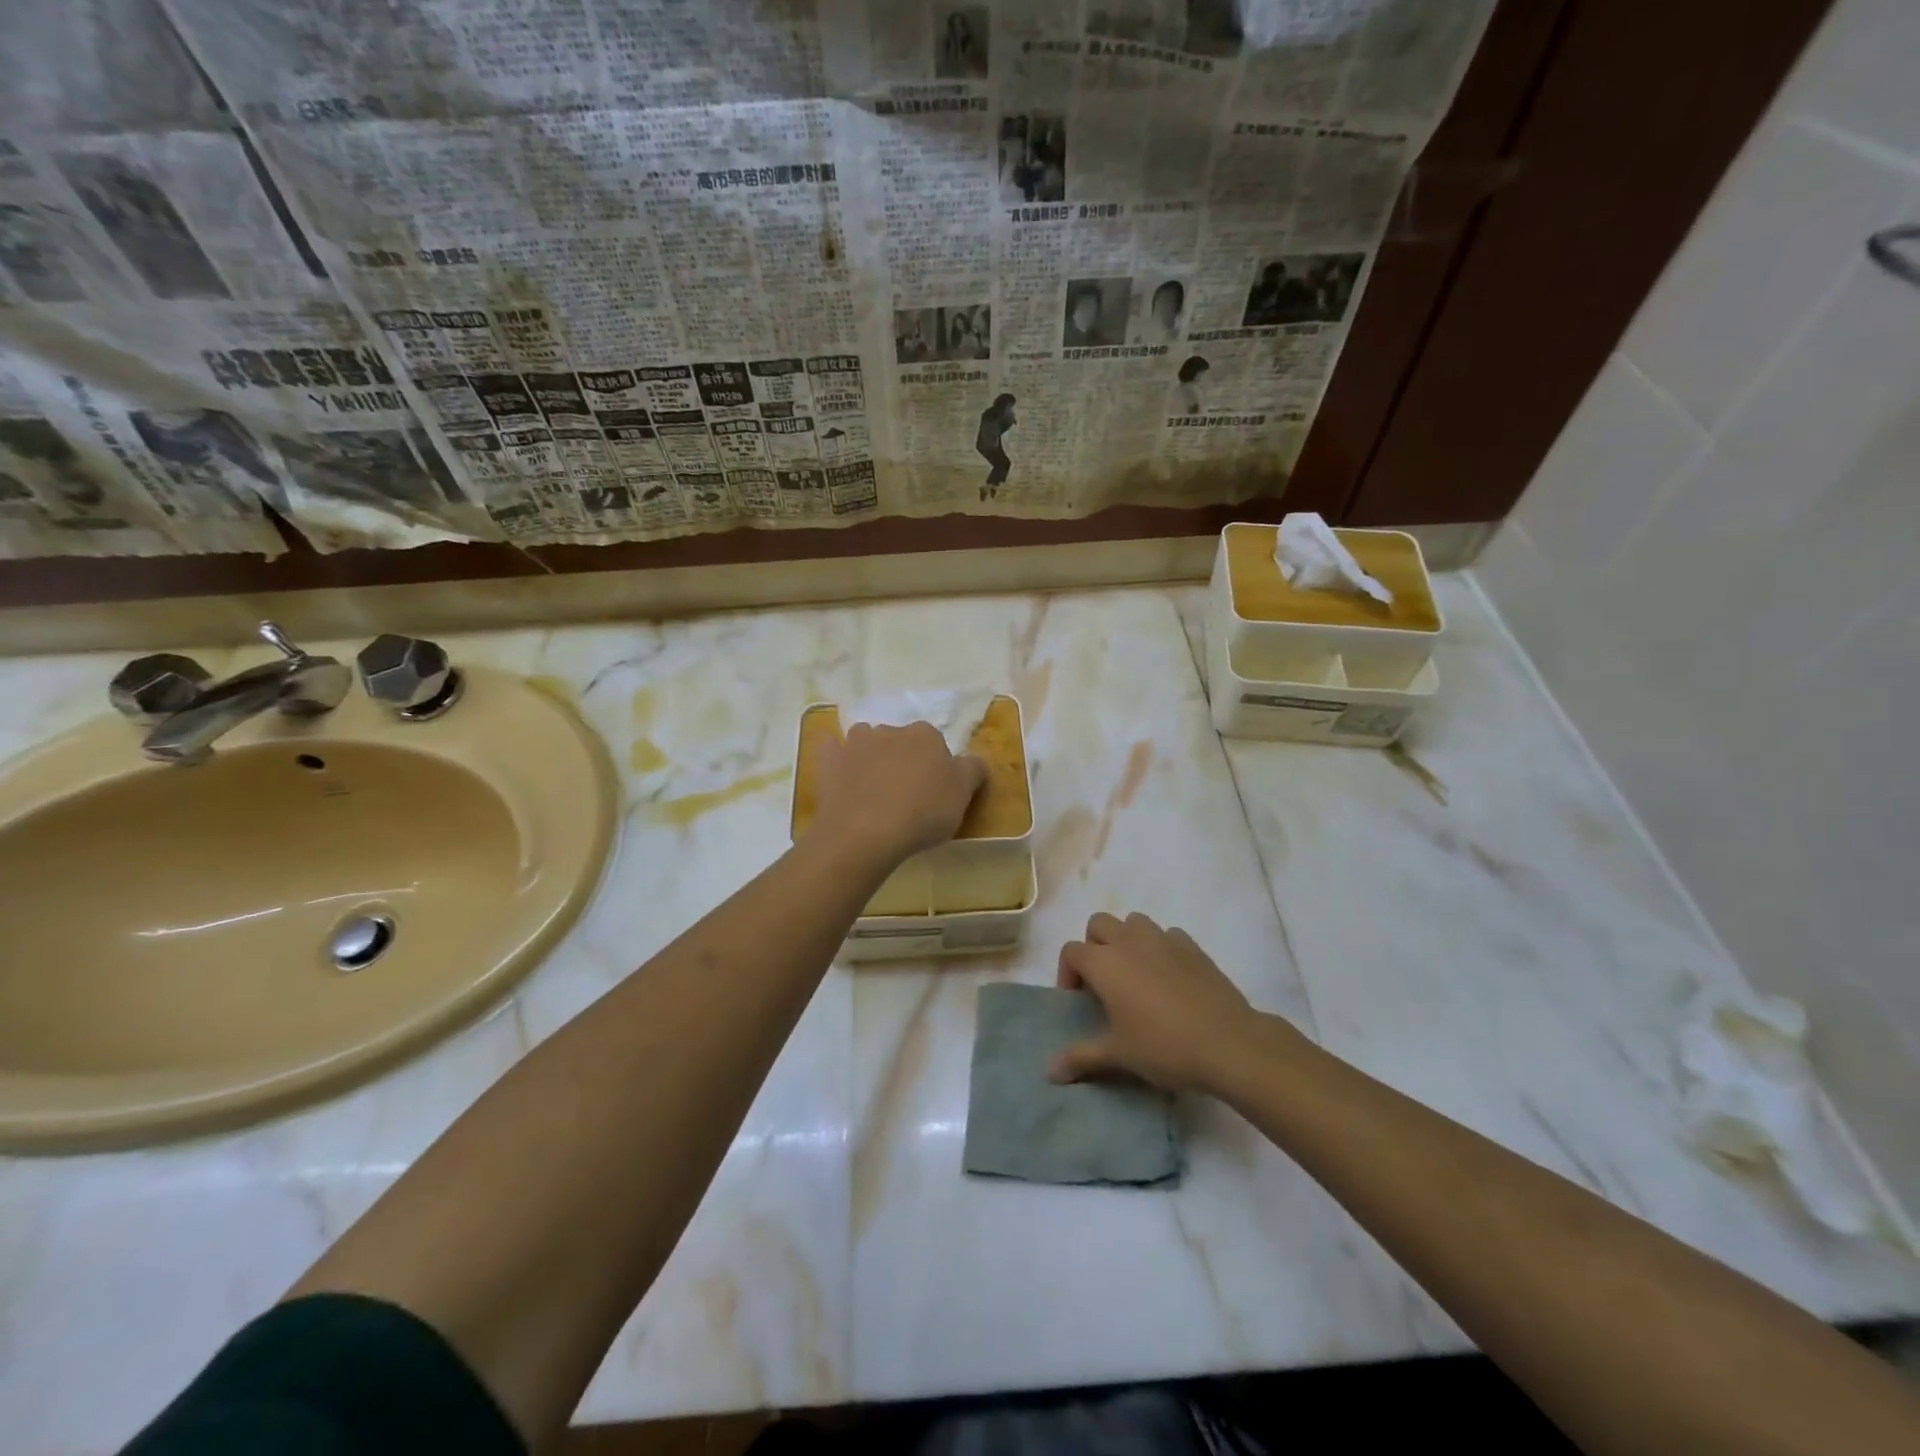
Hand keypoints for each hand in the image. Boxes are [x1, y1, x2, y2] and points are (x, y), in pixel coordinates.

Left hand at [808, 721, 986, 866]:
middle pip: (901, 741)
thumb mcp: (963, 794)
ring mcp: (855, 744)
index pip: (936, 744)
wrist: (865, 833)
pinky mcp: (828, 761)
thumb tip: (974, 761)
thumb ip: (973, 770)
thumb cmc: (922, 813)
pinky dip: (836, 758)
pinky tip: (840, 775)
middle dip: (903, 759)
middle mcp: (890, 730)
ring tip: (873, 788)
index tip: (935, 792)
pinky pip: (832, 750)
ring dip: (871, 756)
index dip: (936, 767)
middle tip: (906, 793)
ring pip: (867, 741)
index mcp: (925, 735)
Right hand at [1051, 912, 1277, 1094]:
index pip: (1072, 951)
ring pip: (1133, 922)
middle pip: (1099, 924)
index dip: (1068, 973)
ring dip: (1126, 939)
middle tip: (1103, 982)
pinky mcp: (1192, 946)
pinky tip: (1168, 977)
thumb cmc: (1163, 1047)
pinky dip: (1160, 948)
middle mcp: (1129, 941)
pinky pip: (1167, 935)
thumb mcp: (1118, 1055)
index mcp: (1105, 963)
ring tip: (1134, 974)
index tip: (1078, 1001)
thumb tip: (1051, 1073)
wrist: (1228, 1043)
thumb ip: (1081, 1057)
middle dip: (1094, 946)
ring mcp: (1163, 939)